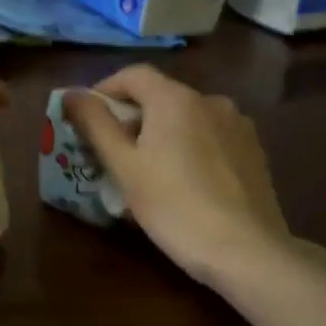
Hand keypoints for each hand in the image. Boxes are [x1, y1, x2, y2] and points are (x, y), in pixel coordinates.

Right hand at [65, 65, 295, 286]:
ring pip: (188, 118)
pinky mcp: (254, 151)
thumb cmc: (173, 207)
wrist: (245, 250)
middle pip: (161, 96)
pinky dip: (190, 147)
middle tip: (112, 153)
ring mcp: (238, 125)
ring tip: (148, 171)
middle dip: (133, 117)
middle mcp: (211, 100)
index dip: (105, 90)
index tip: (87, 118)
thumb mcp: (124, 167)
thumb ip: (96, 125)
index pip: (133, 75)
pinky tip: (185, 182)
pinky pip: (211, 137)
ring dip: (162, 133)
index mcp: (175, 99)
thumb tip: (71, 94)